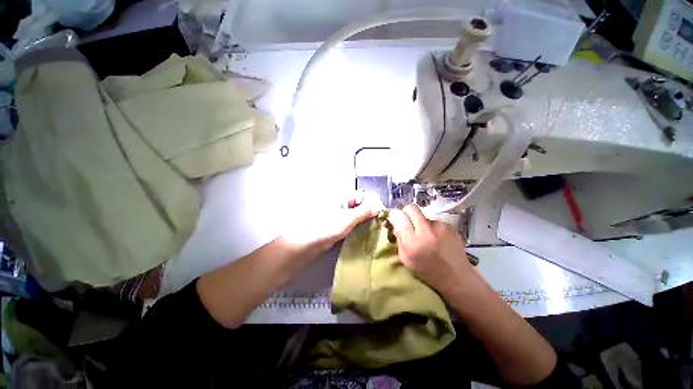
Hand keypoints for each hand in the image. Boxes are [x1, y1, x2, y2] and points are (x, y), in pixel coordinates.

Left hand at [283, 192, 382, 252]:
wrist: (309, 243)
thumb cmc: (328, 227)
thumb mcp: (348, 219)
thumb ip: (364, 212)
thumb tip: (378, 206)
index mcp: (342, 198)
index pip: (361, 196)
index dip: (372, 203)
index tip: (380, 213)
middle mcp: (341, 203)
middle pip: (360, 205)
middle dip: (369, 212)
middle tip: (379, 222)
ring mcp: (340, 214)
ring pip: (357, 214)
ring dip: (365, 220)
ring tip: (374, 227)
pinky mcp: (339, 224)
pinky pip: (352, 222)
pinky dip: (359, 226)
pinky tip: (365, 232)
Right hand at [387, 204, 474, 292]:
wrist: (456, 277)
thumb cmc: (426, 271)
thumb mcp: (405, 258)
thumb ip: (399, 239)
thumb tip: (396, 224)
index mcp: (412, 242)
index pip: (399, 216)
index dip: (395, 215)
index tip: (395, 219)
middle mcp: (426, 231)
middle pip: (411, 208)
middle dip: (406, 212)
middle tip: (407, 221)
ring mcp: (440, 227)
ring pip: (423, 215)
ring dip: (420, 222)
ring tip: (425, 235)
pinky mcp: (449, 226)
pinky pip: (434, 221)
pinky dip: (431, 227)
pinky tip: (436, 238)